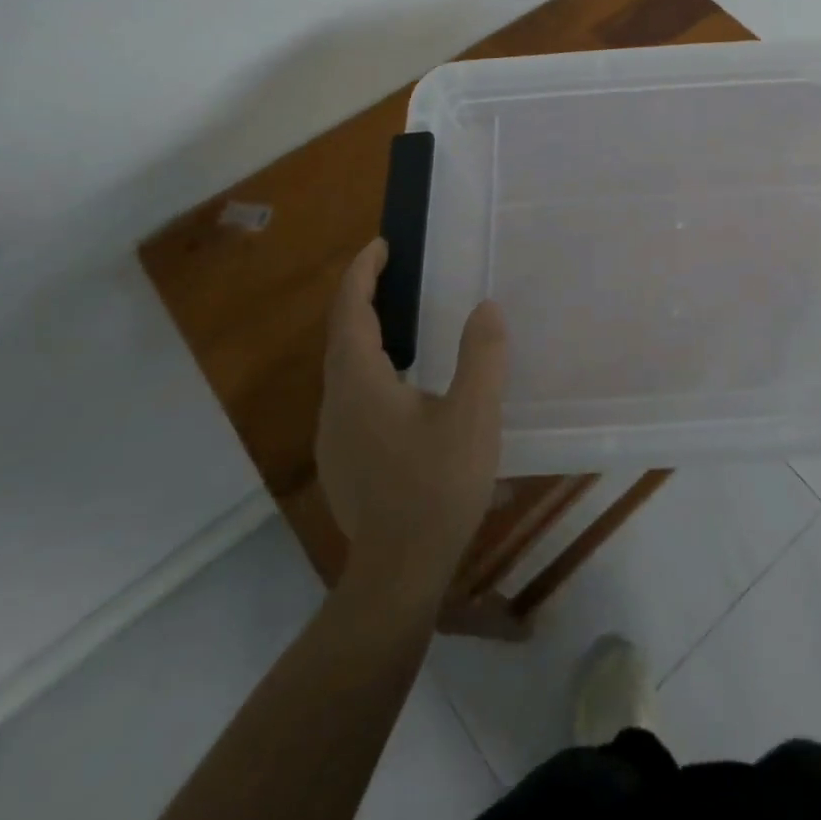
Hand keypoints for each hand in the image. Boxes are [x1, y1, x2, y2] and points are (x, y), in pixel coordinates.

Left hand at [315, 238, 507, 596]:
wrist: (398, 574)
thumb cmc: (436, 487)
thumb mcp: (473, 416)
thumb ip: (482, 357)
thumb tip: (486, 308)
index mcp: (360, 383)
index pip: (351, 311)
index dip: (362, 273)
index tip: (381, 246)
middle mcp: (337, 403)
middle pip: (341, 336)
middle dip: (362, 298)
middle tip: (394, 274)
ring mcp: (334, 436)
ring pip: (344, 369)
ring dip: (366, 335)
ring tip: (402, 322)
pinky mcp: (343, 460)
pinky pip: (352, 395)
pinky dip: (371, 368)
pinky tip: (404, 386)